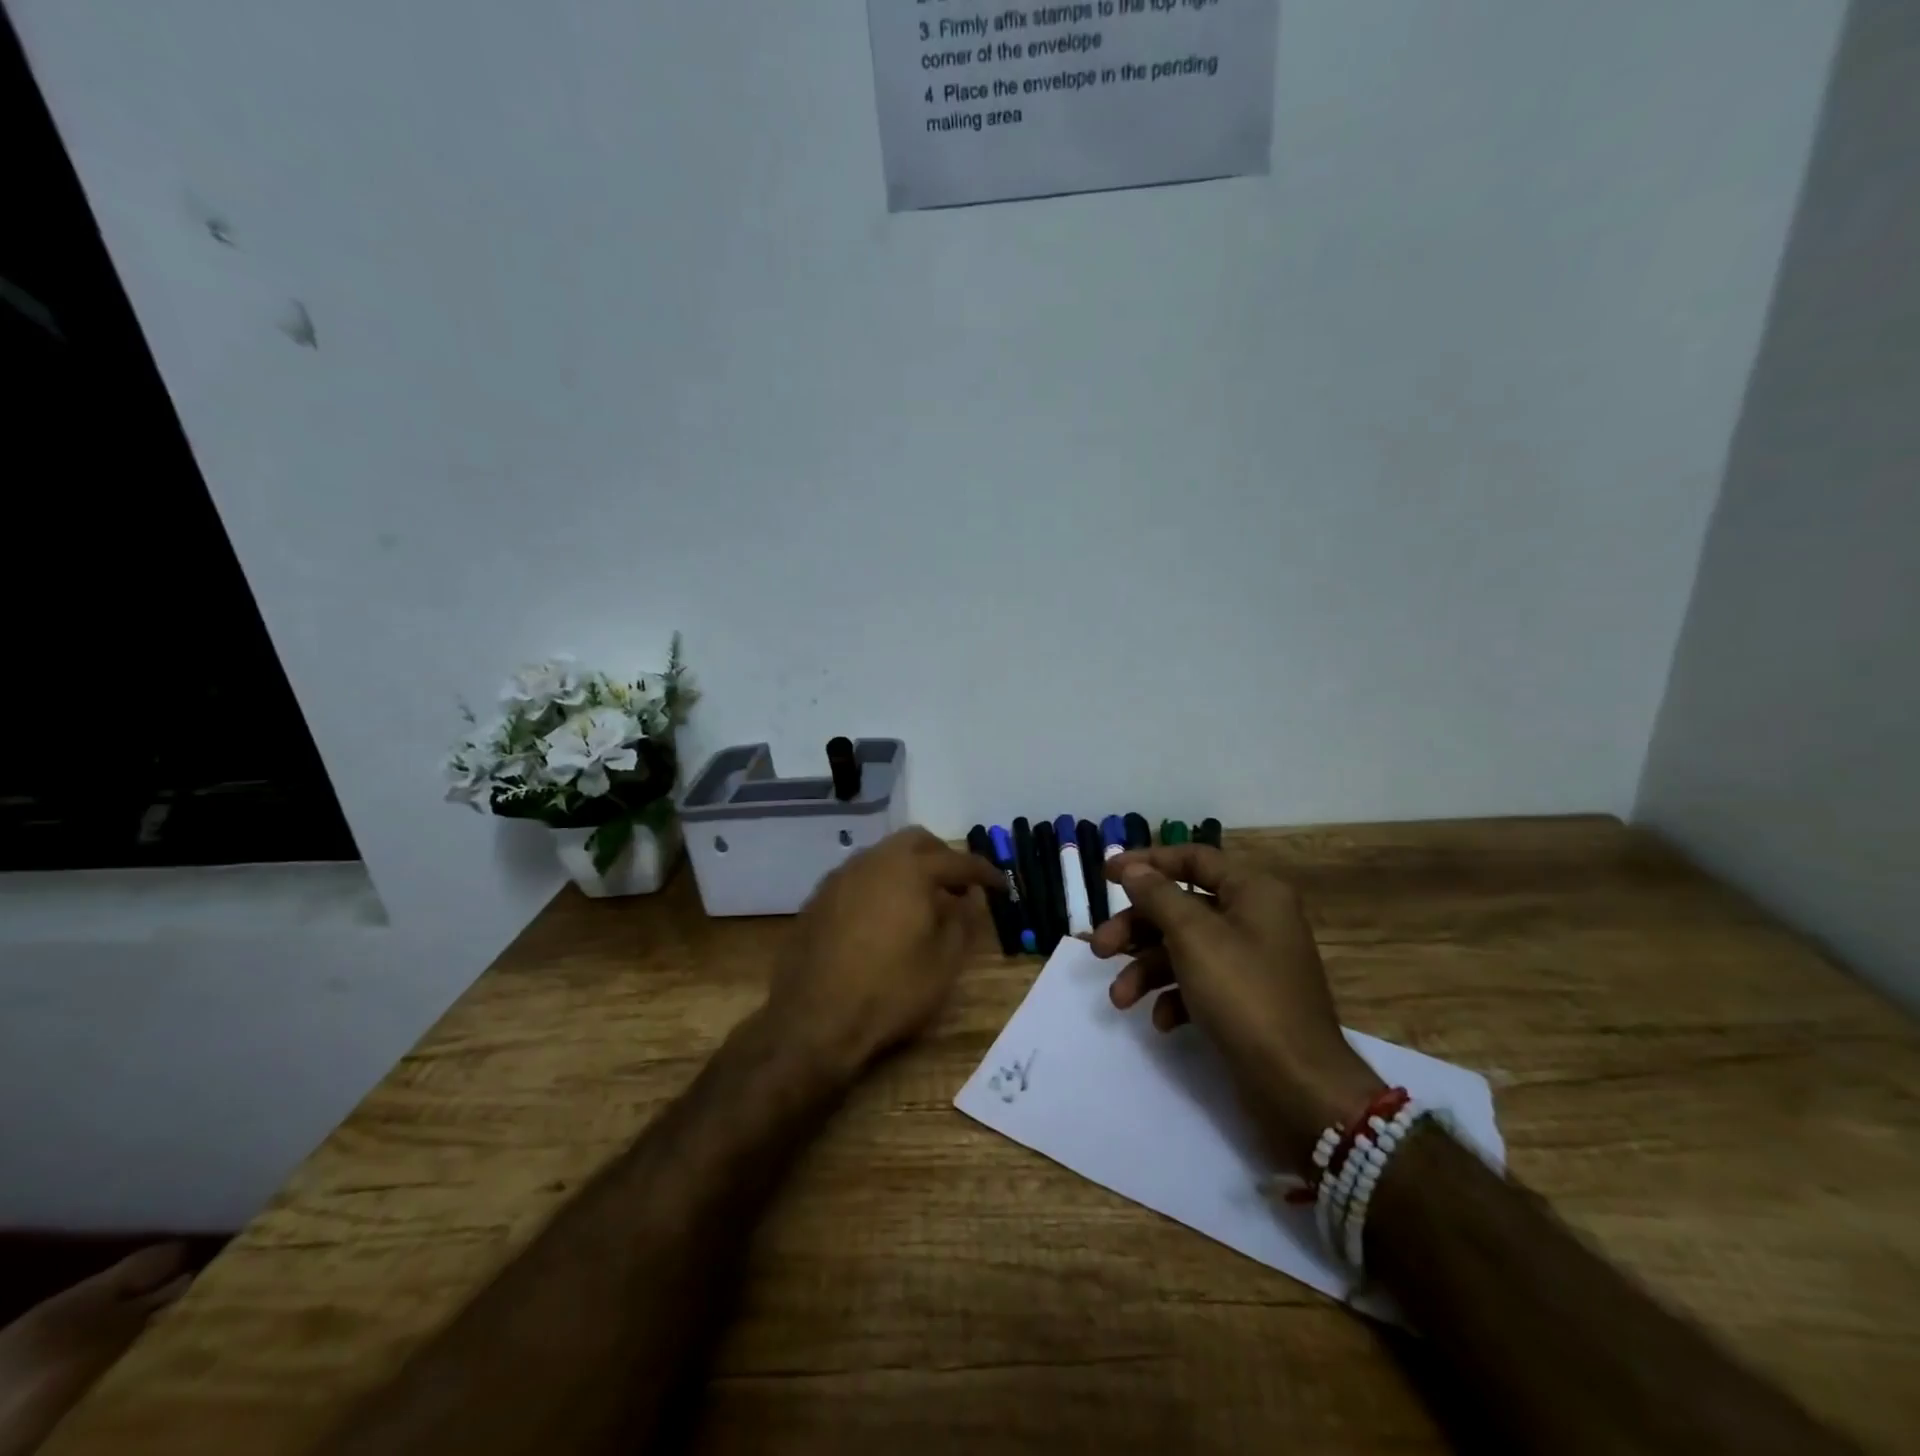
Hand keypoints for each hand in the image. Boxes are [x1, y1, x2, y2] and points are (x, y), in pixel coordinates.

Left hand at [768, 827, 1003, 1080]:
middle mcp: (873, 860)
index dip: (984, 873)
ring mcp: (840, 877)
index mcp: (910, 869)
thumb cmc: (891, 990)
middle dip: (942, 858)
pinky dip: (880, 886)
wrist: (814, 1021)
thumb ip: (962, 920)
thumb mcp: (943, 962)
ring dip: (908, 869)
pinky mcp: (817, 898)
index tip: (1001, 886)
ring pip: (883, 856)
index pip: (957, 861)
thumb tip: (968, 897)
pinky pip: (859, 878)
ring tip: (921, 902)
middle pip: (916, 842)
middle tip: (958, 886)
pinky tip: (883, 918)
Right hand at [1090, 846, 1383, 1170]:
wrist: (1298, 1086)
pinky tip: (1162, 1021)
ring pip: (1184, 949)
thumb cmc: (1244, 995)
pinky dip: (1175, 998)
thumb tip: (1132, 869)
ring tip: (1119, 999)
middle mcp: (1254, 919)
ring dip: (1146, 970)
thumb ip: (1158, 896)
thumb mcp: (1193, 937)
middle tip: (1098, 949)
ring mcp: (1251, 962)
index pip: (1193, 858)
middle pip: (1181, 908)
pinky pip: (1199, 984)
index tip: (1106, 875)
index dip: (1147, 862)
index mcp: (1253, 892)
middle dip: (1135, 929)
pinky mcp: (1245, 1001)